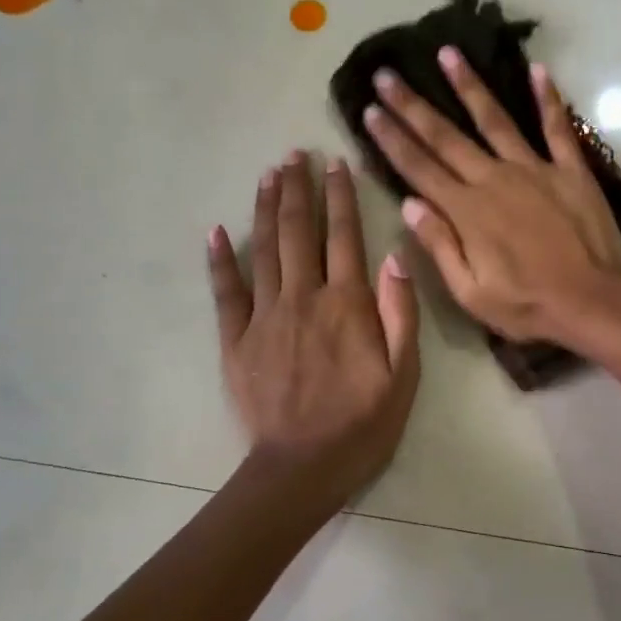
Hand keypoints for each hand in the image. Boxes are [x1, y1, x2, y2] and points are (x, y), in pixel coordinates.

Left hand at [208, 153, 419, 497]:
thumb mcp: (404, 373)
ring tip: (268, 175)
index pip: (344, 236)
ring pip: (263, 249)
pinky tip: (216, 230)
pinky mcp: (236, 340)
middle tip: (294, 154)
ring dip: (265, 208)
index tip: (336, 162)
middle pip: (298, 231)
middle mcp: (303, 298)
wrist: (304, 466)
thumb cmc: (364, 422)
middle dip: (298, 189)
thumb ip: (401, 311)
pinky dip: (220, 259)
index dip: (341, 196)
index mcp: (347, 304)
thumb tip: (394, 253)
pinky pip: (225, 291)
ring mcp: (264, 317)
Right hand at [362, 47, 620, 344]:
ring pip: (495, 120)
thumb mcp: (470, 292)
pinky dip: (548, 98)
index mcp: (467, 211)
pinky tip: (538, 70)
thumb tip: (408, 204)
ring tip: (447, 53)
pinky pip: (557, 128)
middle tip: (386, 74)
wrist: (591, 301)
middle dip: (412, 105)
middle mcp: (494, 179)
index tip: (369, 110)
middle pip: (446, 137)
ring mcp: (535, 169)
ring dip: (469, 86)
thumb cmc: (527, 305)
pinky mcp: (570, 170)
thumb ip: (439, 245)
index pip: (419, 168)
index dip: (391, 138)